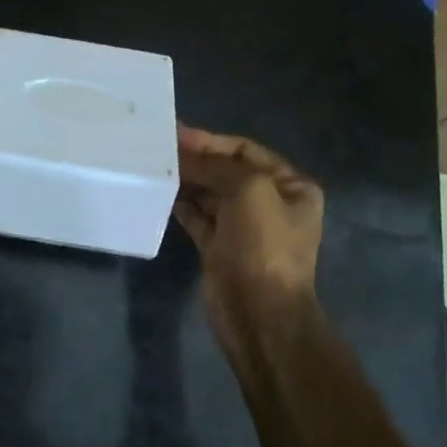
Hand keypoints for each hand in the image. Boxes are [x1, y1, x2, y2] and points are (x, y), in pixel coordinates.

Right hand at [174, 124, 324, 348]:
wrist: (259, 313)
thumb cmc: (263, 246)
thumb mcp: (249, 190)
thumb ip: (217, 166)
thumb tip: (187, 156)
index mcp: (290, 187)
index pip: (246, 151)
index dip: (212, 141)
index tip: (177, 133)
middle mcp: (270, 204)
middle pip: (226, 171)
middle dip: (196, 160)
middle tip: (159, 148)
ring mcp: (244, 228)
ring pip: (210, 194)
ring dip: (186, 181)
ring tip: (155, 167)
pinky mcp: (220, 248)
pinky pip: (198, 218)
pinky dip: (182, 205)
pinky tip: (161, 194)